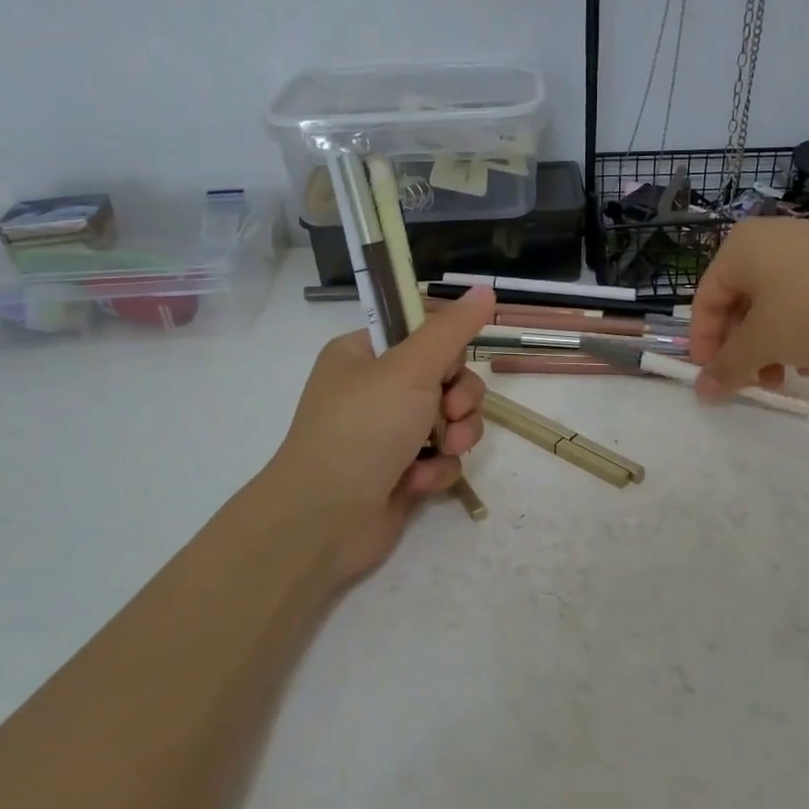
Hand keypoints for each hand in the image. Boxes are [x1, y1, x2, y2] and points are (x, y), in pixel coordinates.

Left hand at [265, 287, 495, 586]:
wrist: (323, 519)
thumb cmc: (362, 429)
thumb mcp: (410, 369)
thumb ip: (452, 329)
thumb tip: (485, 288)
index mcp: (364, 354)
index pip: (422, 333)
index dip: (448, 349)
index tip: (452, 364)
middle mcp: (375, 390)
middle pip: (446, 378)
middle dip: (460, 399)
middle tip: (451, 413)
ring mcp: (388, 433)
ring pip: (451, 421)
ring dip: (457, 436)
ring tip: (443, 451)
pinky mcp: (401, 472)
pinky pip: (441, 458)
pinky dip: (437, 469)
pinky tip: (419, 483)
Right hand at [689, 218, 808, 395]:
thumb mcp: (764, 343)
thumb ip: (728, 366)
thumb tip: (702, 389)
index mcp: (740, 248)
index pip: (706, 300)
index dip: (704, 343)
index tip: (713, 378)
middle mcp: (770, 240)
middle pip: (741, 304)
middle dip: (745, 349)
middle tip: (755, 382)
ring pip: (775, 305)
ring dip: (773, 346)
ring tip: (789, 375)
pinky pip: (806, 299)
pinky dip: (802, 330)